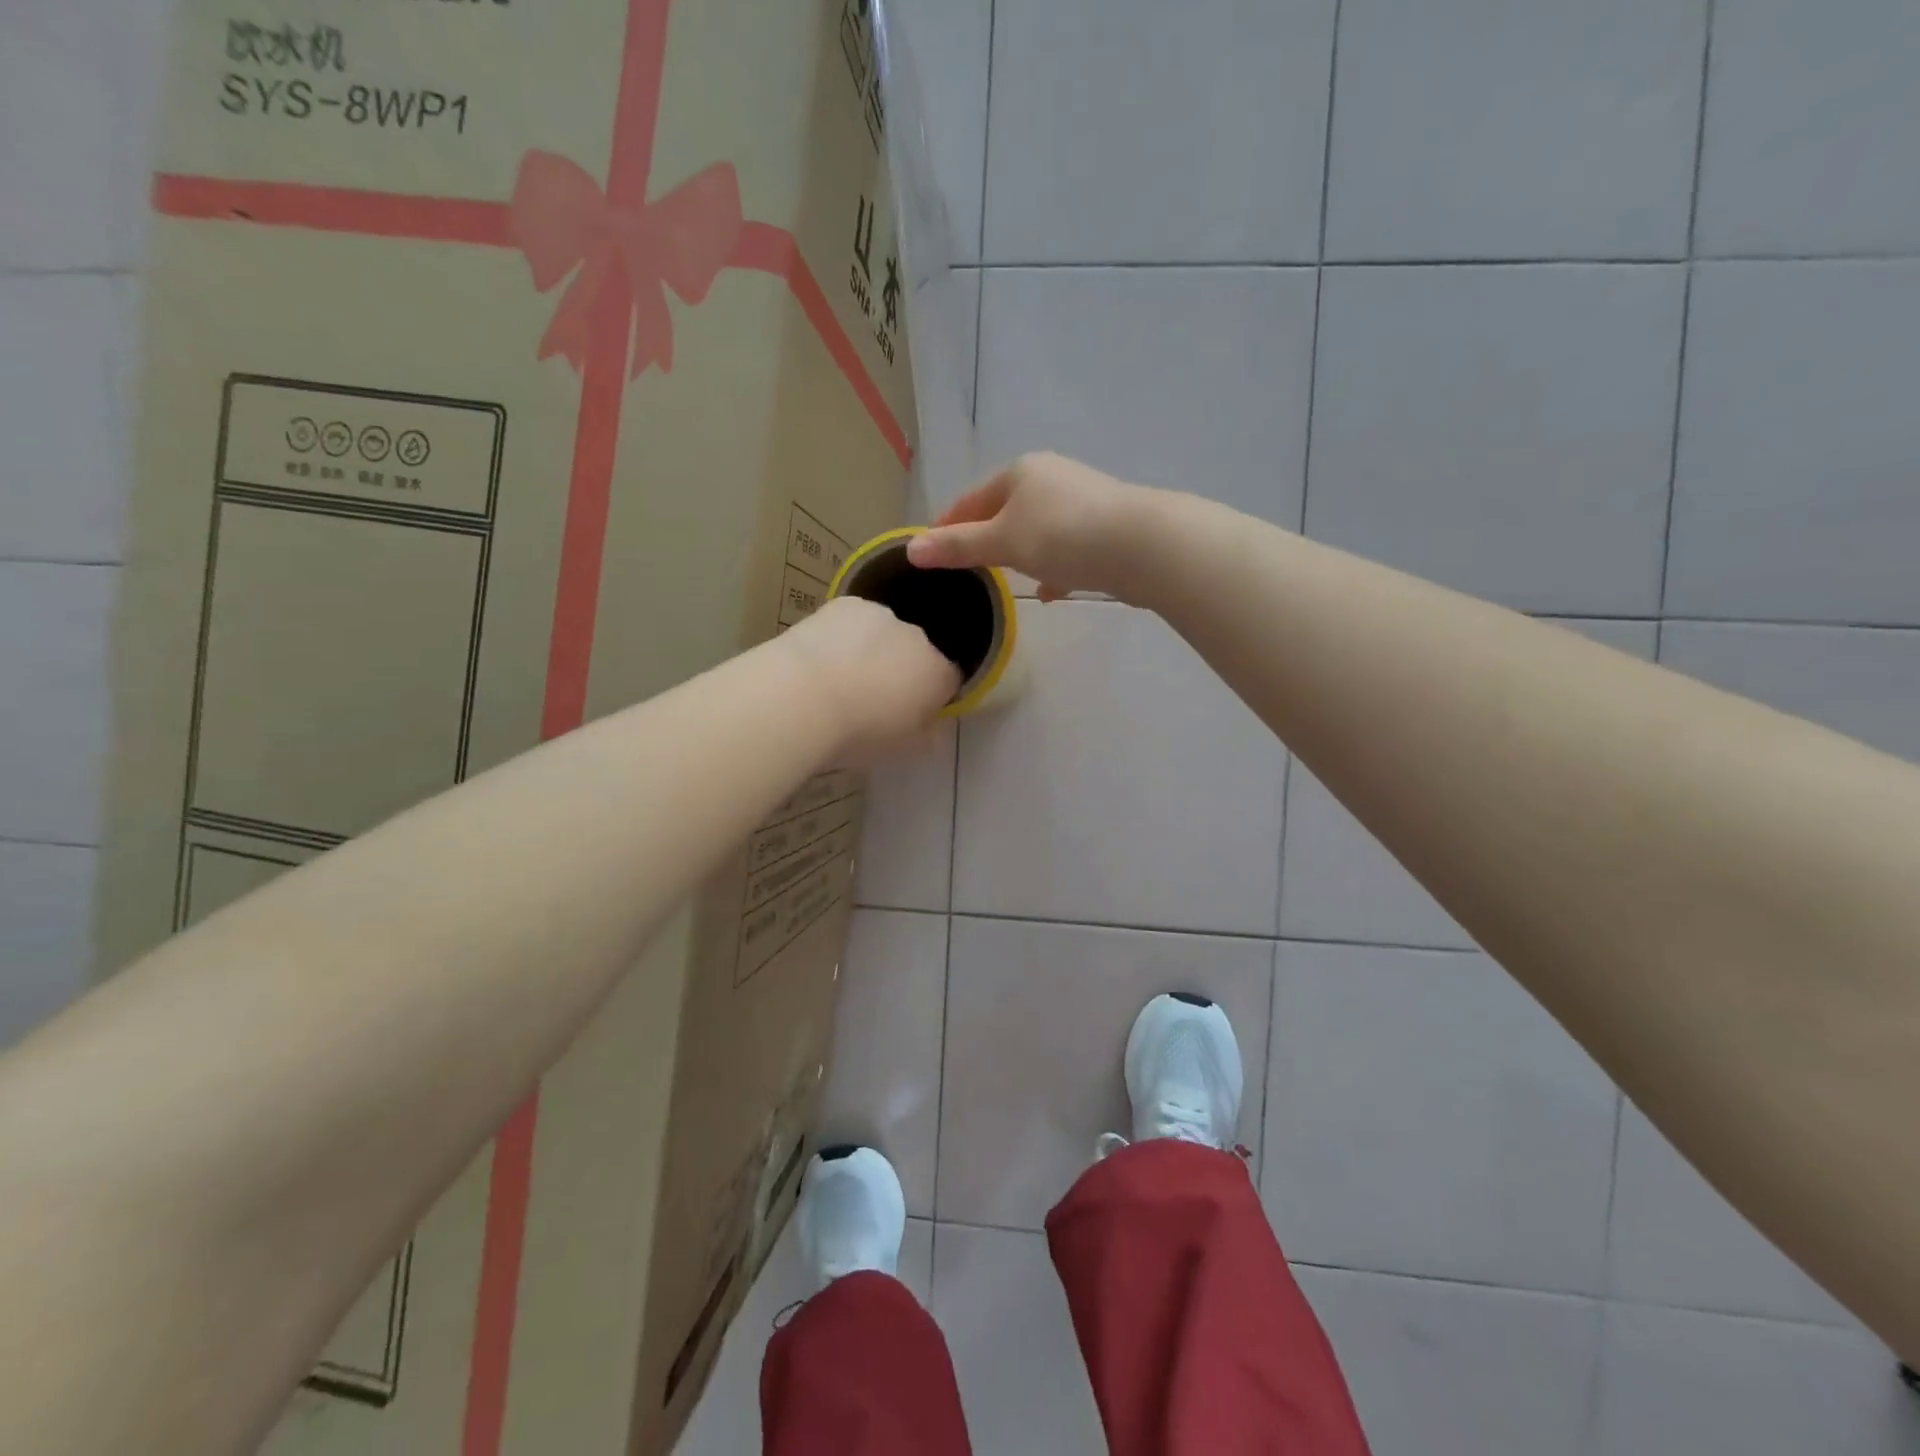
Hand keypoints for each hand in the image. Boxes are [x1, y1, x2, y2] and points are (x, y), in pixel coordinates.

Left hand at [780, 596, 960, 760]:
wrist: (802, 698)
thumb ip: (928, 734)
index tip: (913, 710)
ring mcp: (883, 615)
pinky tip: (823, 655)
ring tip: (843, 675)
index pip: (950, 679)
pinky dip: (846, 633)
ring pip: (886, 632)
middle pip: (919, 650)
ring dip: (874, 648)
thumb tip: (932, 725)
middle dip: (904, 668)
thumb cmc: (858, 733)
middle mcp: (919, 637)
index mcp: (938, 674)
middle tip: (874, 695)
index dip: (933, 694)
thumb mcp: (904, 749)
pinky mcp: (847, 604)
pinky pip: (855, 619)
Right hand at [906, 452, 1151, 601]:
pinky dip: (1053, 566)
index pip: (970, 500)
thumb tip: (910, 549)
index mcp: (1020, 472)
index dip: (947, 526)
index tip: (930, 551)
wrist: (1141, 546)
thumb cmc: (1062, 537)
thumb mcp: (1002, 542)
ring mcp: (1082, 499)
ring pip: (1038, 530)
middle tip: (967, 569)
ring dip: (1021, 553)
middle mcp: (1051, 477)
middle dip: (986, 539)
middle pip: (1005, 511)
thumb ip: (958, 547)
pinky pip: (1067, 546)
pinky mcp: (1106, 526)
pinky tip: (1052, 591)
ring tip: (1006, 580)